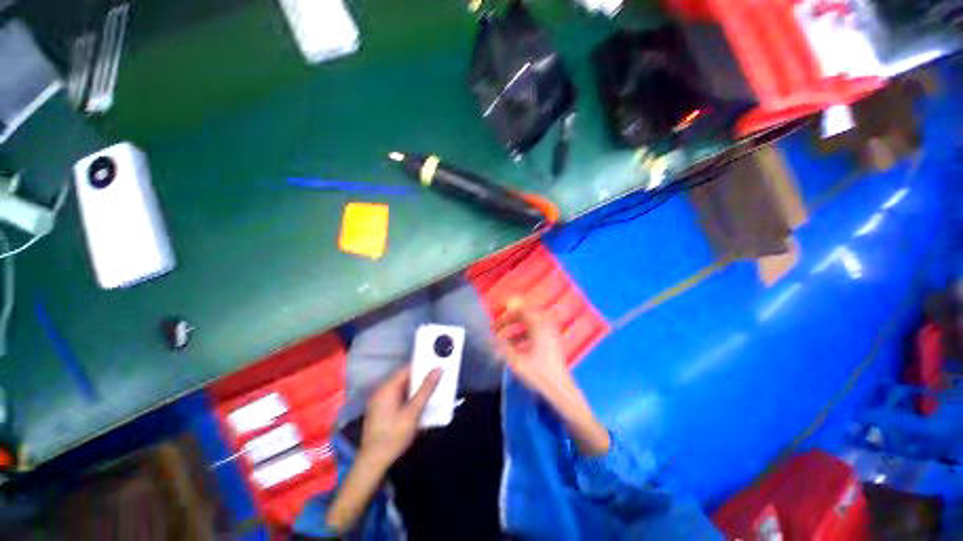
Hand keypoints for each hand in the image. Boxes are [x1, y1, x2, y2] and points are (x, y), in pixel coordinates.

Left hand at [359, 367, 440, 467]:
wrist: (373, 462)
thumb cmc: (394, 435)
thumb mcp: (414, 411)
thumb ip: (426, 389)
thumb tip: (438, 369)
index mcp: (387, 387)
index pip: (407, 369)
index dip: (422, 368)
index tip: (436, 368)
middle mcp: (380, 391)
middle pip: (403, 378)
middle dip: (419, 379)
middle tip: (436, 380)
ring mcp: (378, 401)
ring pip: (400, 388)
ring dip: (414, 390)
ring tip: (430, 392)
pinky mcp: (379, 411)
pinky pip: (395, 397)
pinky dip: (407, 398)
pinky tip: (417, 405)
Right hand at [493, 299, 575, 404]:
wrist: (560, 391)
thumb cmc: (539, 374)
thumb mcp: (517, 361)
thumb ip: (502, 347)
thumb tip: (489, 338)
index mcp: (539, 326)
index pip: (520, 310)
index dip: (506, 312)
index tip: (494, 317)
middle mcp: (545, 325)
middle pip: (524, 315)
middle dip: (509, 320)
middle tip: (496, 328)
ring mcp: (549, 334)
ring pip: (528, 325)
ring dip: (514, 329)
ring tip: (501, 339)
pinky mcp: (550, 342)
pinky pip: (533, 333)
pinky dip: (522, 336)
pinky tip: (513, 347)